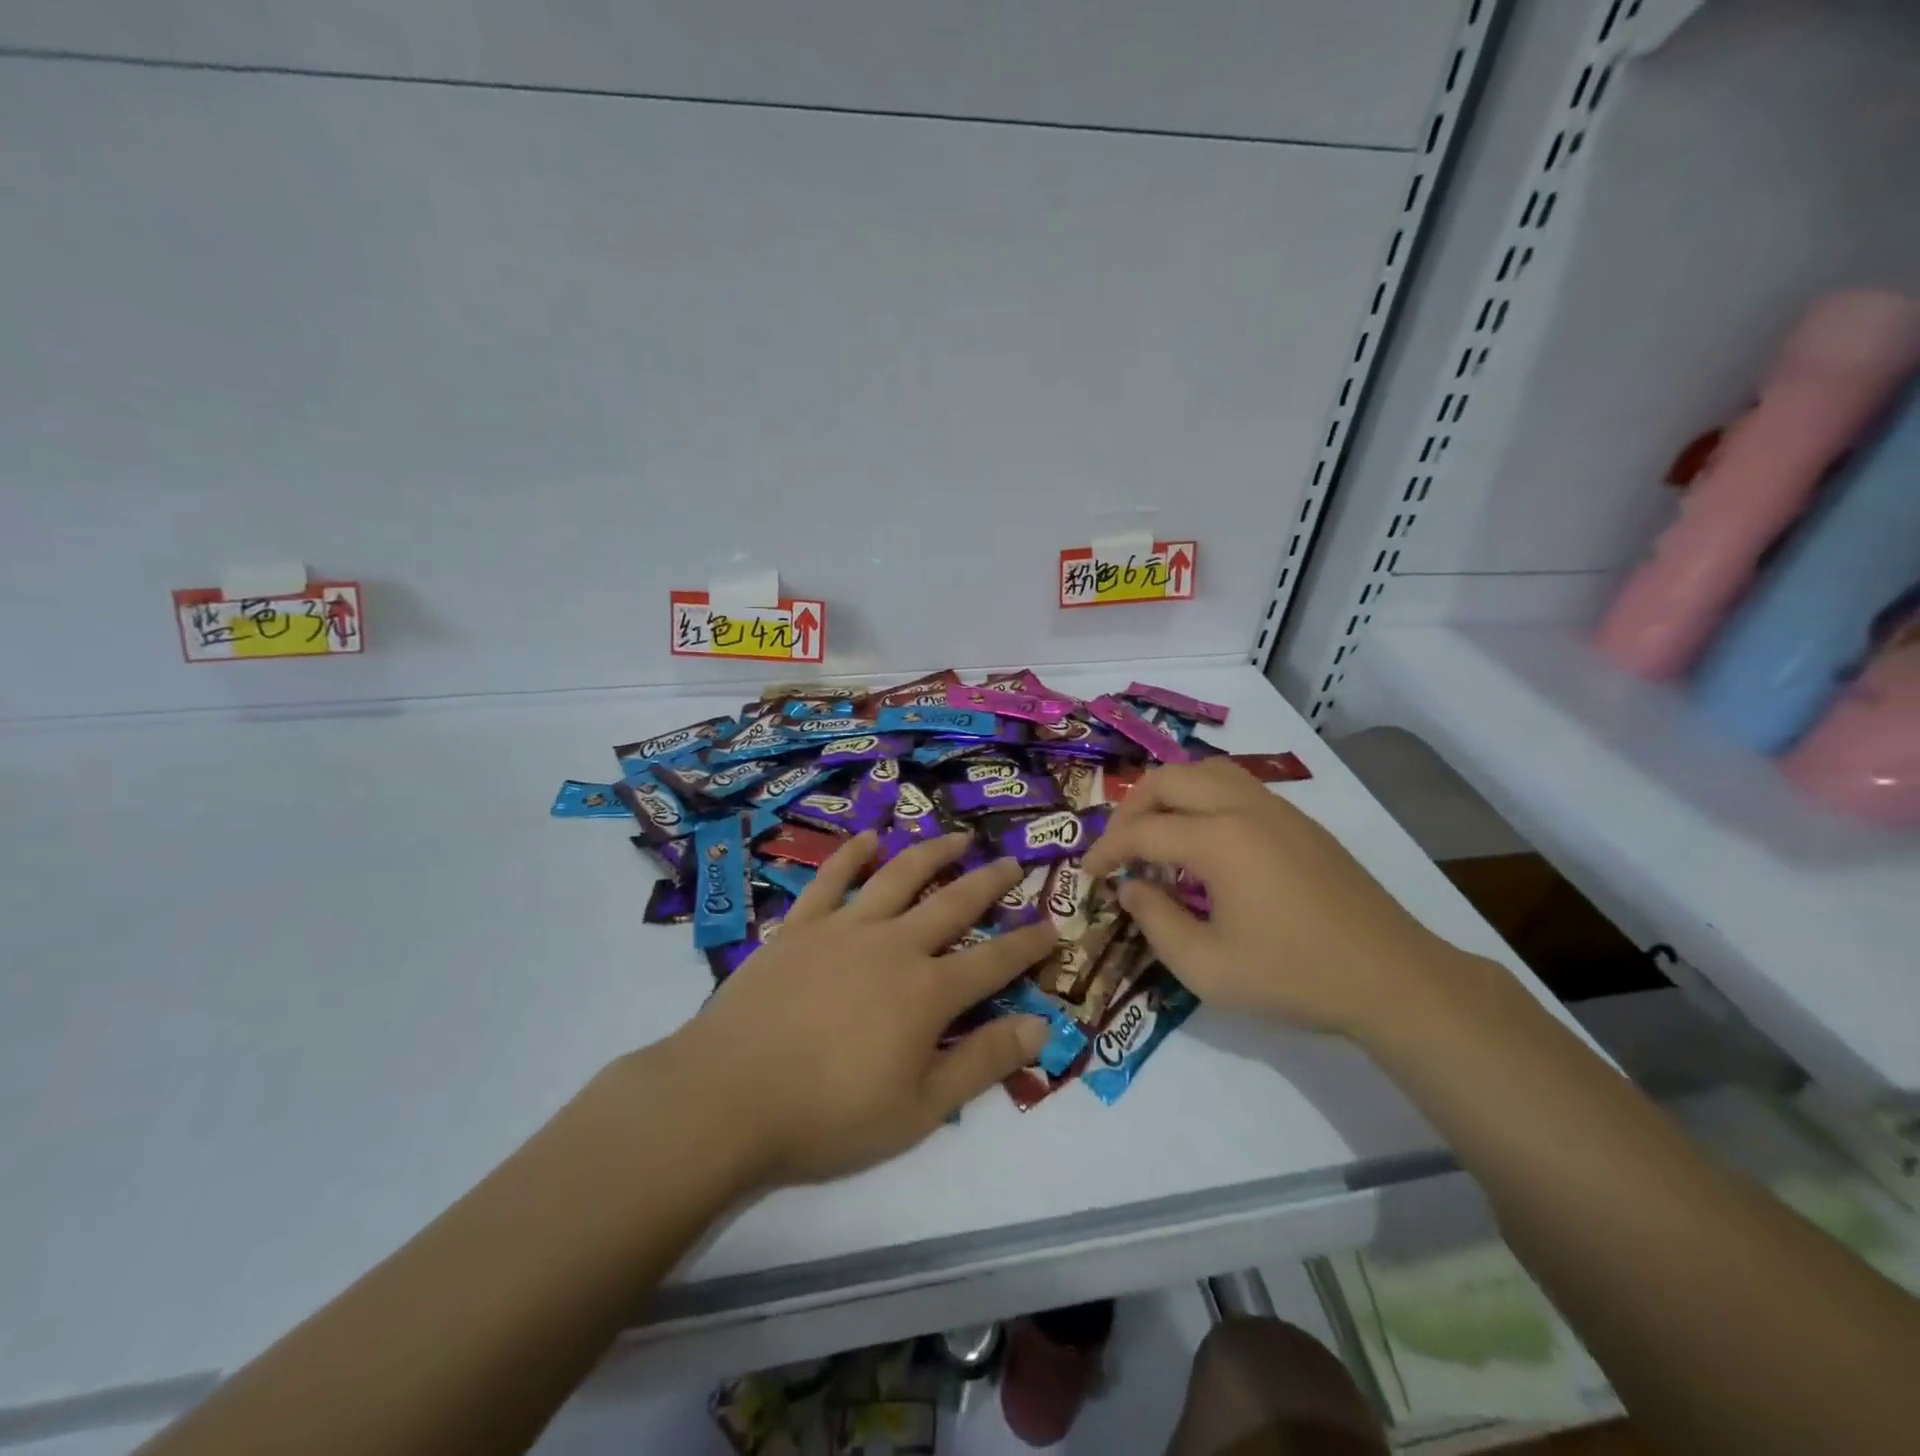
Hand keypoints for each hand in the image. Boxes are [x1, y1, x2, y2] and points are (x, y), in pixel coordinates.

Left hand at [654, 831, 1055, 1188]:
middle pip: (953, 902)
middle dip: (990, 882)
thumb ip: (982, 1063)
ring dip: (933, 852)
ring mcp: (844, 927)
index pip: (995, 961)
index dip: (1029, 943)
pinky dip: (853, 854)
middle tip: (1013, 862)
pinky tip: (869, 839)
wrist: (729, 1097)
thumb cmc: (829, 1115)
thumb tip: (1040, 1026)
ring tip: (957, 836)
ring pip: (899, 875)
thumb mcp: (919, 1109)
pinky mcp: (800, 925)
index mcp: (928, 991)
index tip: (1054, 925)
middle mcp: (894, 944)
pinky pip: (831, 878)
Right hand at [1082, 759, 1451, 1037]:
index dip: (1106, 850)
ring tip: (1158, 834)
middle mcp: (1244, 808)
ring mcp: (1278, 810)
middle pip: (1169, 779)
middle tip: (1119, 849)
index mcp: (1218, 839)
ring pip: (1206, 771)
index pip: (1142, 830)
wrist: (1391, 978)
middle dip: (1132, 808)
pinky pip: (1237, 787)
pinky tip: (1206, 843)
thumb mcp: (1206, 967)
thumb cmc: (1292, 976)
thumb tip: (1131, 888)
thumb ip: (1155, 922)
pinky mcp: (1301, 823)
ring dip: (1170, 794)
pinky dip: (1203, 799)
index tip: (1087, 874)